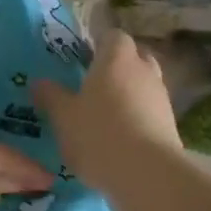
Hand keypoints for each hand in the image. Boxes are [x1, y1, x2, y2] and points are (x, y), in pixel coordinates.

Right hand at [35, 30, 180, 192]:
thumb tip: (38, 82)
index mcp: (116, 58)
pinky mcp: (171, 125)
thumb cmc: (98, 135)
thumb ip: (51, 96)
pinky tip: (121, 136)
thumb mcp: (63, 117)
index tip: (83, 58)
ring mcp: (161, 97)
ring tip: (106, 114)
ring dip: (129, 93)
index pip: (112, 36)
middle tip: (94, 84)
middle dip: (117, 66)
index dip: (98, 43)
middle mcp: (144, 70)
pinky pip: (150, 110)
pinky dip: (138, 116)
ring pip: (144, 84)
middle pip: (134, 56)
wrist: (147, 175)